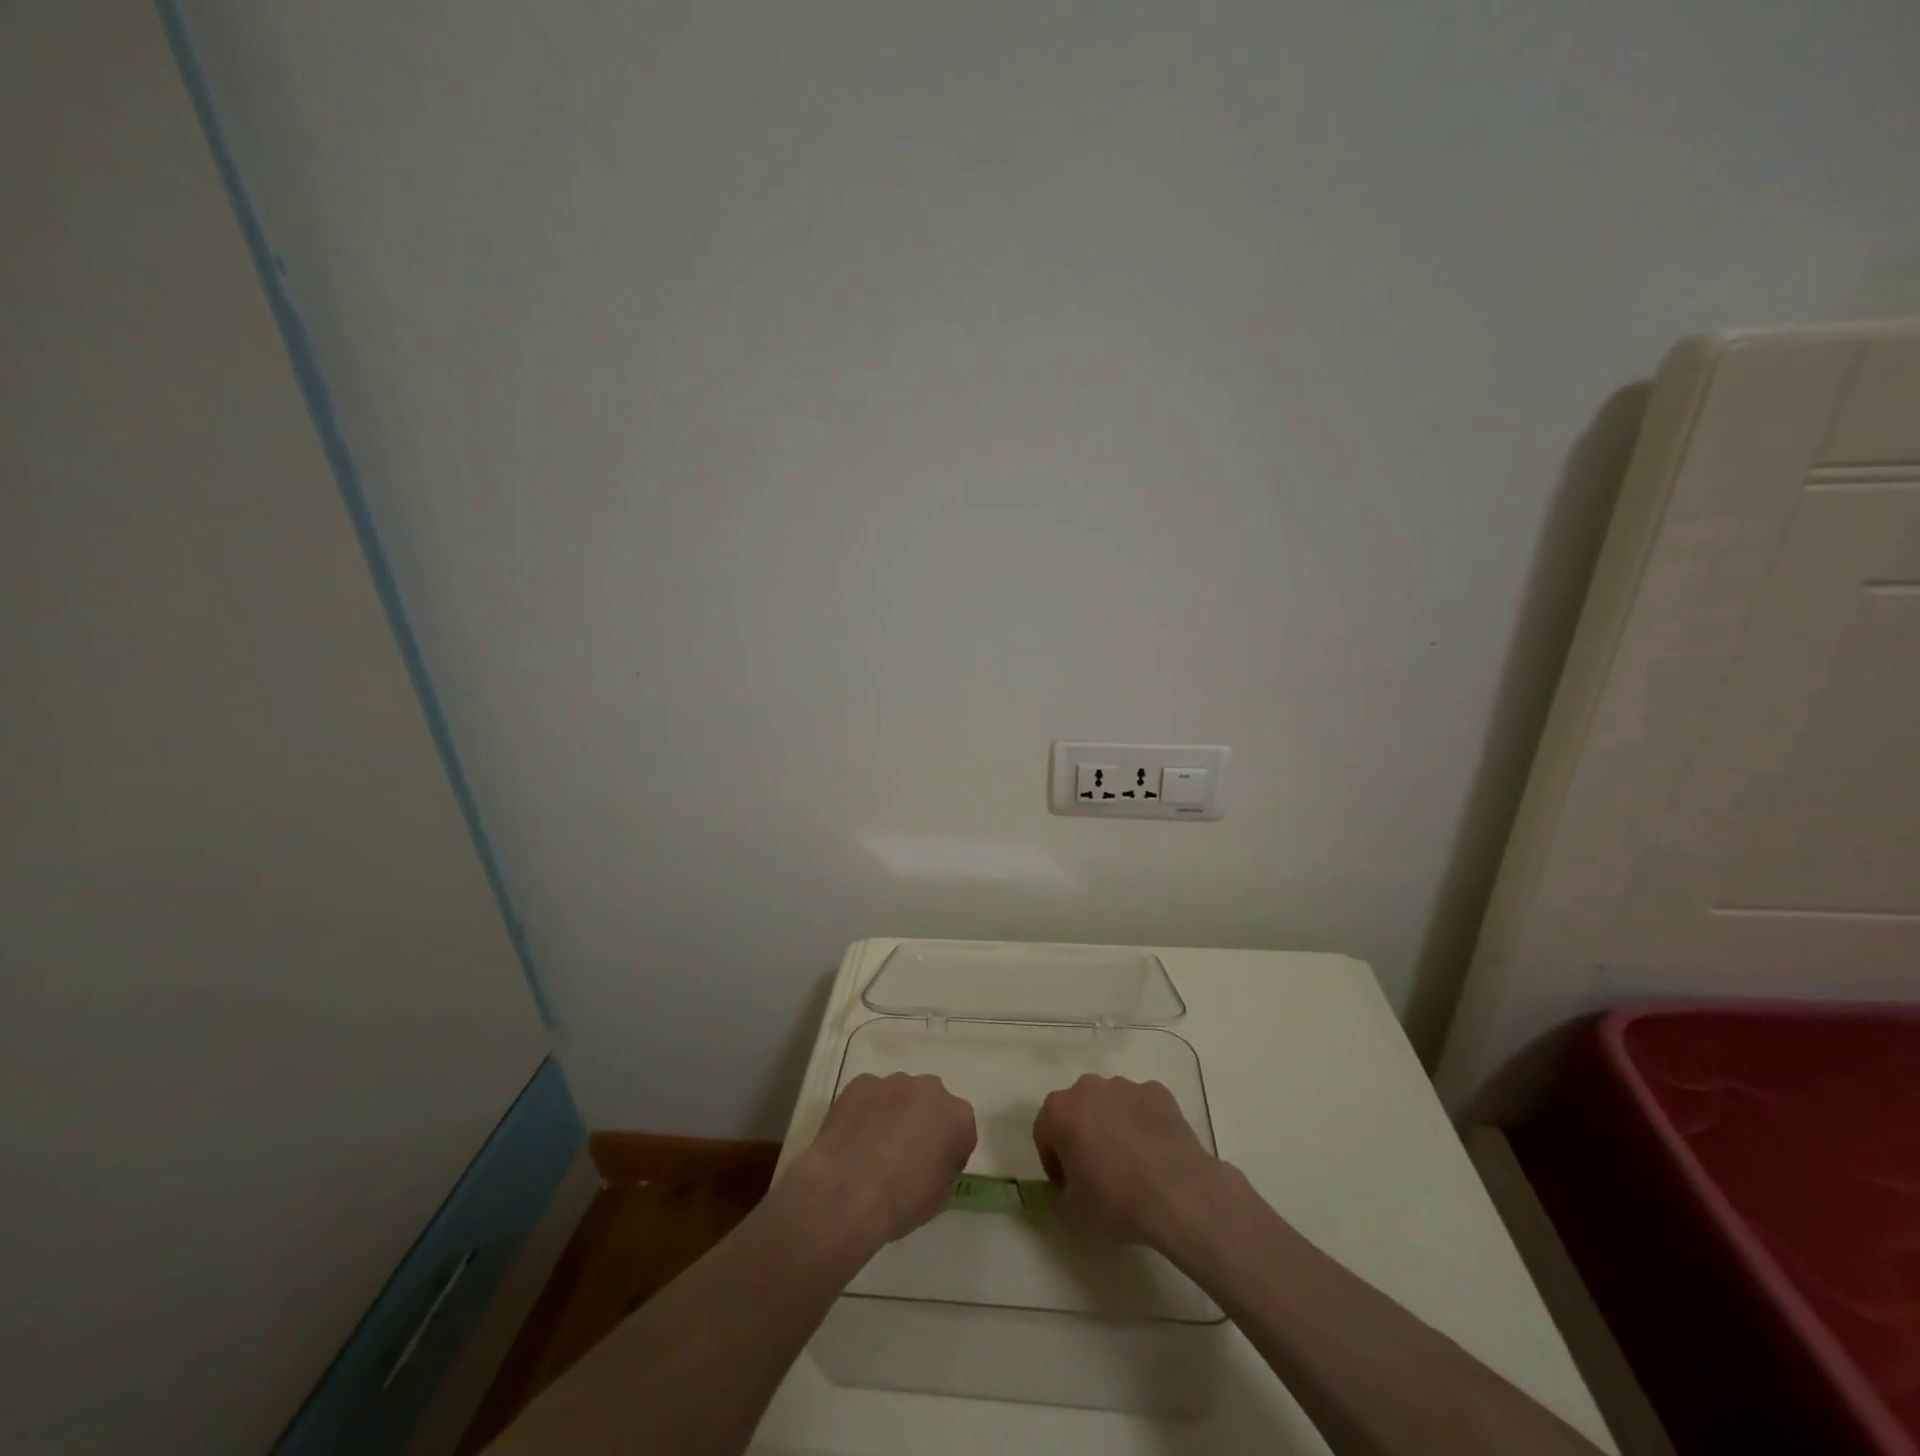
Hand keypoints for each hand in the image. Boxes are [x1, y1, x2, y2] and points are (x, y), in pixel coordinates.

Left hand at [791, 1072, 976, 1249]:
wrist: (846, 1193)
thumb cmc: (900, 1200)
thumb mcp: (938, 1198)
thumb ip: (943, 1169)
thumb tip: (930, 1162)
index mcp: (957, 1116)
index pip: (962, 1132)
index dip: (950, 1154)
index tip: (936, 1173)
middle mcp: (929, 1089)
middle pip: (932, 1105)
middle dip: (924, 1124)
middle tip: (907, 1157)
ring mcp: (892, 1082)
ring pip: (900, 1095)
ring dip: (895, 1114)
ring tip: (875, 1148)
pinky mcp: (861, 1083)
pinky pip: (870, 1096)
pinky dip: (866, 1111)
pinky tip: (854, 1139)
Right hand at [1032, 1074, 1222, 1250]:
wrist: (1179, 1194)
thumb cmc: (1116, 1201)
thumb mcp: (1072, 1214)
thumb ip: (1060, 1195)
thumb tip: (1068, 1188)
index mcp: (1060, 1110)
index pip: (1044, 1132)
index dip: (1053, 1161)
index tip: (1068, 1186)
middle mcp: (1088, 1087)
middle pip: (1077, 1111)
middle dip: (1082, 1136)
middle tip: (1097, 1173)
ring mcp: (1126, 1086)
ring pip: (1110, 1105)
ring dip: (1112, 1126)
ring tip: (1131, 1164)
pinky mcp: (1158, 1092)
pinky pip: (1141, 1107)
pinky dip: (1142, 1124)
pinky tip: (1155, 1154)